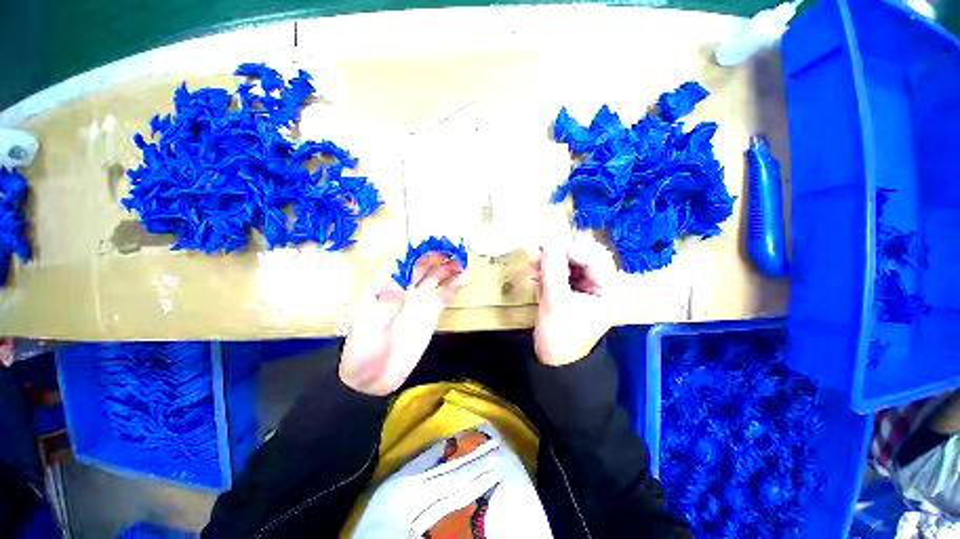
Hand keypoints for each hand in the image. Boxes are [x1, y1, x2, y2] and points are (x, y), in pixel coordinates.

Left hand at [340, 255, 468, 395]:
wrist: (372, 379)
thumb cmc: (362, 352)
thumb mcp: (368, 329)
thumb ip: (385, 307)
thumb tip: (400, 285)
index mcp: (384, 286)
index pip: (404, 262)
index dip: (420, 251)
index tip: (436, 244)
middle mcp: (403, 288)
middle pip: (423, 266)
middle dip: (439, 257)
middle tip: (456, 251)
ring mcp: (418, 300)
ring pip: (436, 278)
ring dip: (449, 269)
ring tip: (464, 262)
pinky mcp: (429, 313)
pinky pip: (443, 296)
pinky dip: (454, 286)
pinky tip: (464, 279)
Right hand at [531, 239, 616, 365]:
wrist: (554, 361)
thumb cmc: (561, 335)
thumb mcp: (556, 301)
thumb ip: (552, 270)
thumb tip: (549, 240)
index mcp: (609, 289)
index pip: (595, 258)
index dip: (572, 249)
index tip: (548, 247)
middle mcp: (601, 285)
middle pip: (583, 258)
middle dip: (559, 255)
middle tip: (539, 252)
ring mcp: (586, 288)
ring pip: (570, 264)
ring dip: (550, 263)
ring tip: (532, 265)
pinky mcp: (572, 291)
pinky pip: (561, 274)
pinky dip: (547, 272)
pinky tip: (534, 275)